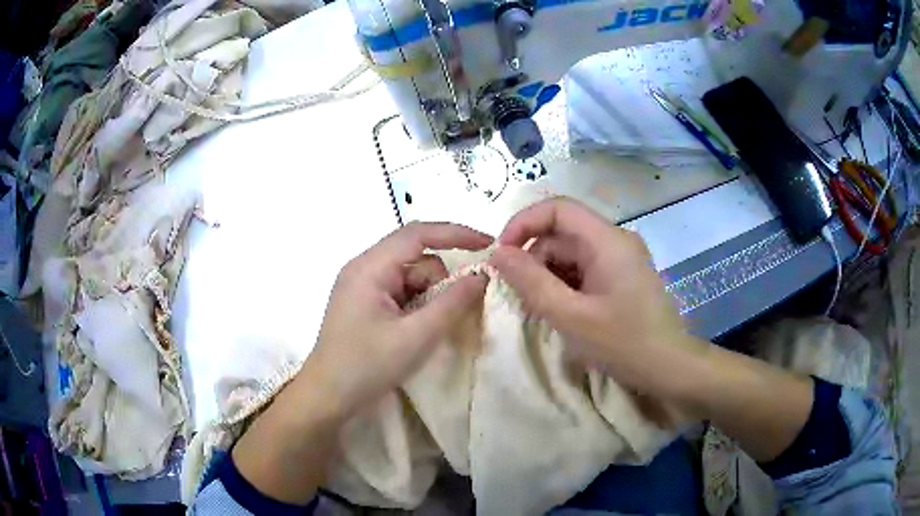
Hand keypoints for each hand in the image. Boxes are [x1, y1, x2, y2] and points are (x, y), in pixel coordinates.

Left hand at [306, 222, 491, 418]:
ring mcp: (363, 286)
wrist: (328, 397)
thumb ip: (452, 303)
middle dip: (441, 280)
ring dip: (430, 297)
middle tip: (456, 311)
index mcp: (370, 267)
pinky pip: (401, 292)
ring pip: (411, 277)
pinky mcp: (365, 303)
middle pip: (416, 257)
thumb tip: (482, 276)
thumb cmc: (367, 366)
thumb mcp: (416, 337)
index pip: (418, 234)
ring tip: (429, 331)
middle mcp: (364, 268)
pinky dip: (418, 306)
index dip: (456, 233)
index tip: (488, 244)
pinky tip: (418, 331)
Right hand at [489, 197, 699, 392]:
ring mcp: (620, 258)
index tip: (501, 255)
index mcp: (607, 240)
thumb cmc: (624, 343)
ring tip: (539, 309)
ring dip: (548, 276)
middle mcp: (615, 240)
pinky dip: (565, 285)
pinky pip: (584, 269)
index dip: (523, 224)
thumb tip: (497, 253)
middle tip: (518, 296)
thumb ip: (531, 282)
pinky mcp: (621, 276)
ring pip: (570, 253)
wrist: (670, 368)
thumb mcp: (570, 316)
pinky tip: (560, 311)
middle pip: (562, 234)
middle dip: (534, 259)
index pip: (557, 209)